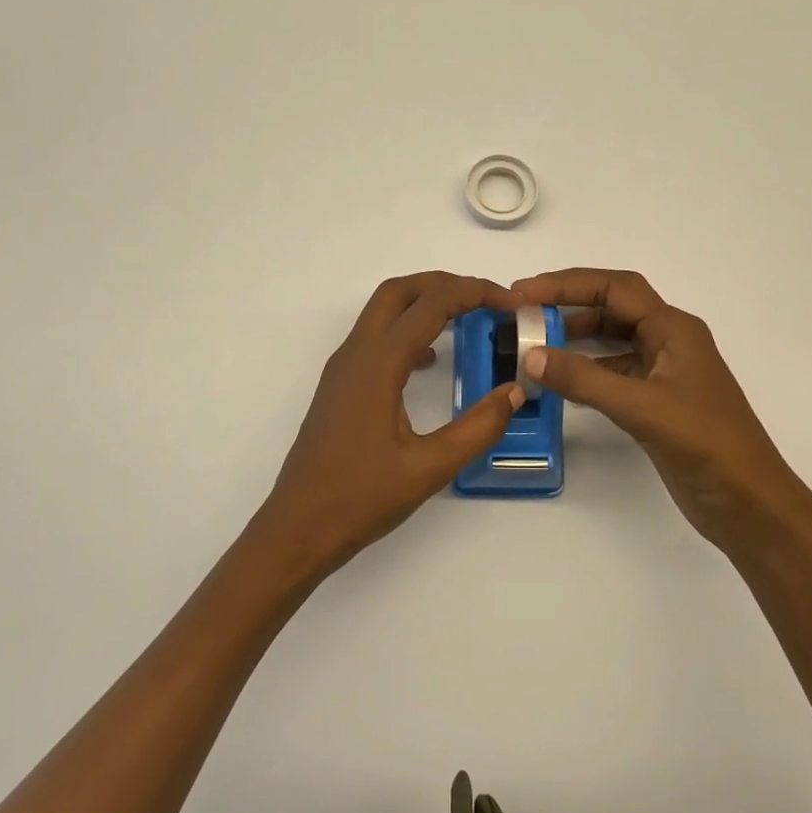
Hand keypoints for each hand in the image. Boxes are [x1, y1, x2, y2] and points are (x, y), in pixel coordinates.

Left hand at [253, 273, 525, 578]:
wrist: (297, 528)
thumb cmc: (360, 499)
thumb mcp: (429, 468)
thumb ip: (477, 428)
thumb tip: (514, 391)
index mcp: (377, 364)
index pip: (431, 304)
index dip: (475, 293)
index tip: (510, 303)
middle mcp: (355, 354)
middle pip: (400, 291)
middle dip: (445, 284)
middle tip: (487, 299)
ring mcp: (343, 369)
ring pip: (383, 312)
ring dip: (424, 304)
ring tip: (467, 319)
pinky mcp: (340, 387)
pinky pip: (376, 339)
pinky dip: (408, 331)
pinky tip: (432, 360)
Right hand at [512, 268, 811, 556]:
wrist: (749, 503)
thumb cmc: (706, 445)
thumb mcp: (642, 407)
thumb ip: (585, 379)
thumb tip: (532, 355)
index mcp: (674, 329)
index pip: (615, 289)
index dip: (567, 285)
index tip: (524, 292)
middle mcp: (669, 341)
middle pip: (613, 308)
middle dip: (569, 304)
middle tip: (523, 311)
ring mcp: (664, 372)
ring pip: (612, 340)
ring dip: (576, 337)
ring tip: (534, 341)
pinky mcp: (656, 401)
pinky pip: (614, 371)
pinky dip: (586, 370)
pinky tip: (561, 380)